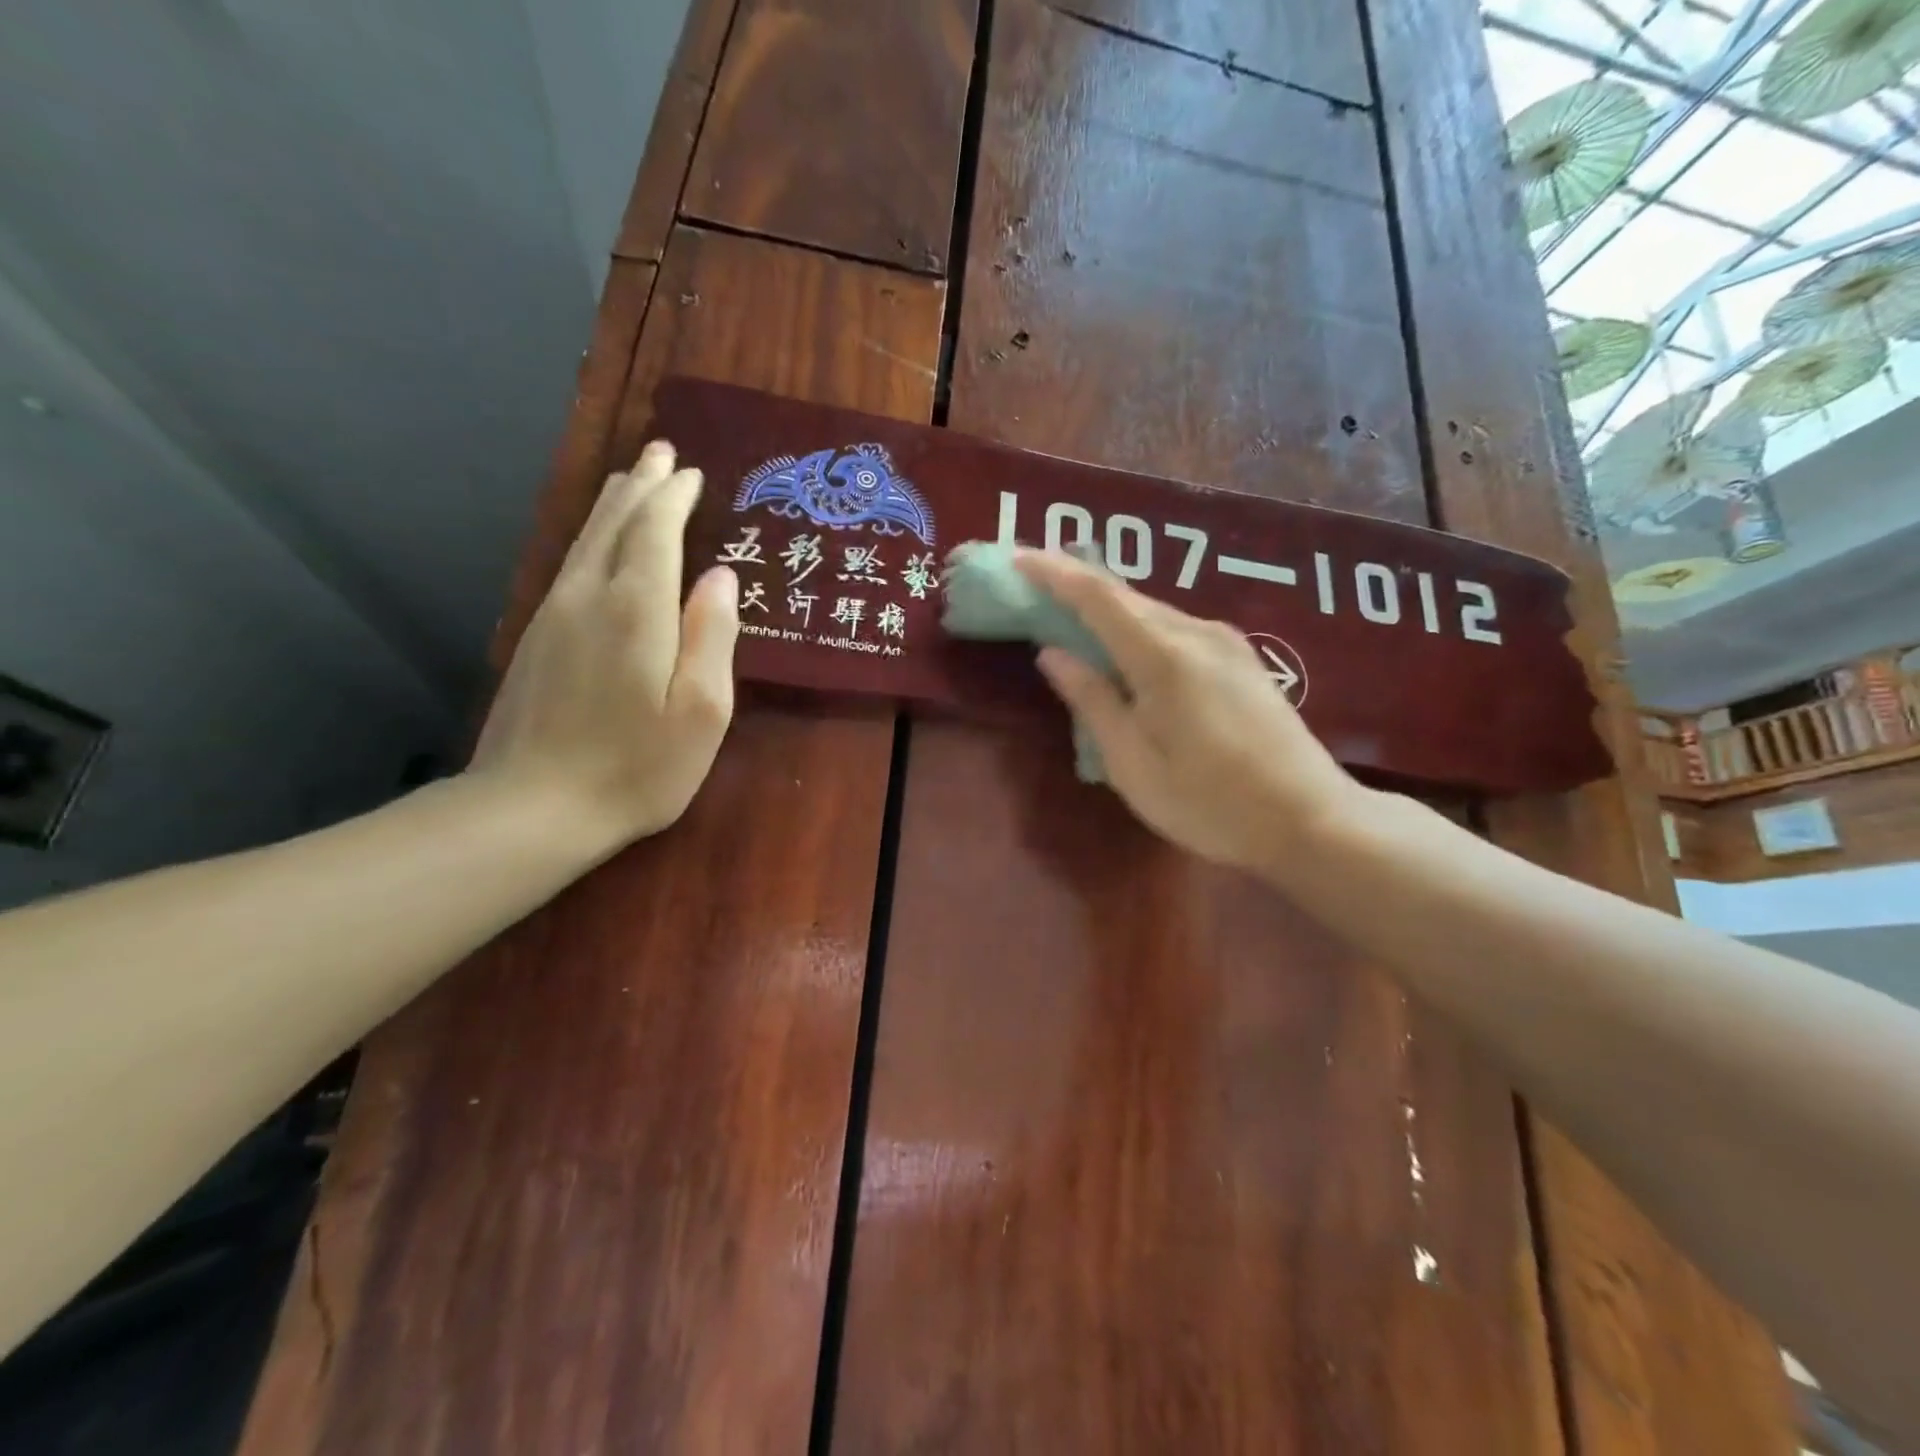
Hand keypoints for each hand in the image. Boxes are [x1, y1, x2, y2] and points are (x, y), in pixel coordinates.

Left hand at [471, 440, 739, 849]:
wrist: (533, 807)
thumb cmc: (637, 766)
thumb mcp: (701, 711)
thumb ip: (713, 637)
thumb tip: (720, 576)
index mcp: (637, 609)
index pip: (656, 531)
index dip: (675, 498)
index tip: (693, 474)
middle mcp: (589, 597)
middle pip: (614, 523)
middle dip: (642, 485)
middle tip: (661, 453)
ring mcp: (553, 615)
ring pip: (586, 540)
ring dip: (613, 504)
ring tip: (632, 478)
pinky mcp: (535, 638)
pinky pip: (569, 564)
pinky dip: (591, 537)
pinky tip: (598, 542)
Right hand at [1016, 549, 1365, 878]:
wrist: (1310, 819)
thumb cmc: (1209, 802)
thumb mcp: (1133, 764)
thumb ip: (1092, 701)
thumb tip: (1052, 653)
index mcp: (1163, 657)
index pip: (1097, 596)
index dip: (1053, 573)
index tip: (1016, 559)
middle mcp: (1197, 633)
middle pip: (1125, 597)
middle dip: (1074, 586)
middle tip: (1032, 589)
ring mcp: (1226, 643)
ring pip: (1152, 612)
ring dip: (1107, 609)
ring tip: (1070, 617)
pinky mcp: (1241, 659)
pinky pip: (1175, 629)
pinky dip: (1138, 629)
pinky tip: (1125, 648)